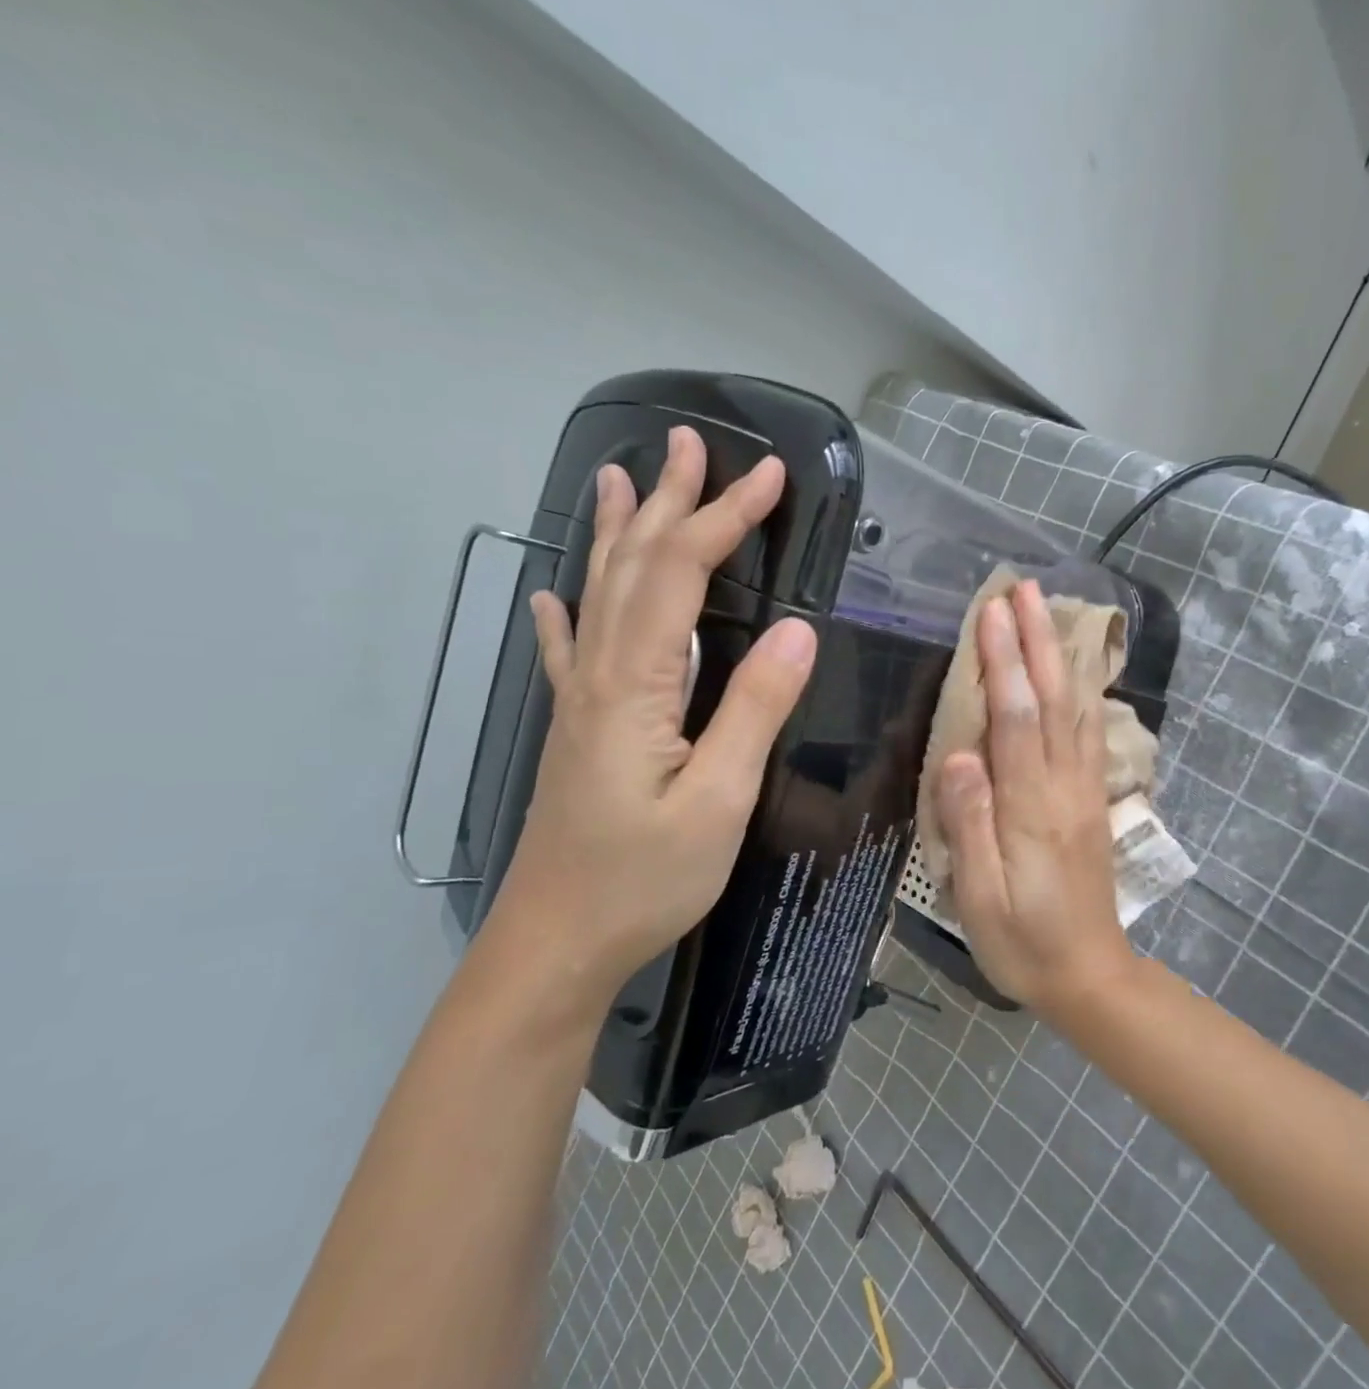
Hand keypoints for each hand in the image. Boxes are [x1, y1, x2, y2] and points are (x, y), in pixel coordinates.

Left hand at [488, 427, 817, 998]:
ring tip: (620, 478)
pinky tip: (550, 594)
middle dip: (669, 502)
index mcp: (635, 686)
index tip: (770, 477)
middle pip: (633, 568)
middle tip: (688, 443)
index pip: (682, 577)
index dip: (725, 519)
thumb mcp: (717, 801)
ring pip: (599, 596)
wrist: (554, 945)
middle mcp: (600, 676)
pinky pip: (570, 651)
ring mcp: (581, 702)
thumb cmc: (642, 879)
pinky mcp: (578, 730)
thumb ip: (754, 711)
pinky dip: (566, 611)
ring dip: (616, 533)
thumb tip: (799, 633)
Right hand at [935, 580, 1135, 1015]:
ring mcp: (1083, 789)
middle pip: (1051, 699)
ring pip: (1074, 708)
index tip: (992, 613)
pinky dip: (1080, 690)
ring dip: (1060, 655)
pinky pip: (1087, 732)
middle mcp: (1063, 786)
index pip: (1015, 718)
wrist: (1090, 975)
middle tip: (1025, 588)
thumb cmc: (1023, 942)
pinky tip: (1073, 670)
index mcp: (1031, 806)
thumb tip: (959, 756)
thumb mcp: (981, 898)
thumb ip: (970, 825)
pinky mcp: (1091, 799)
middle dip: (1037, 639)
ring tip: (1049, 610)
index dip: (1003, 662)